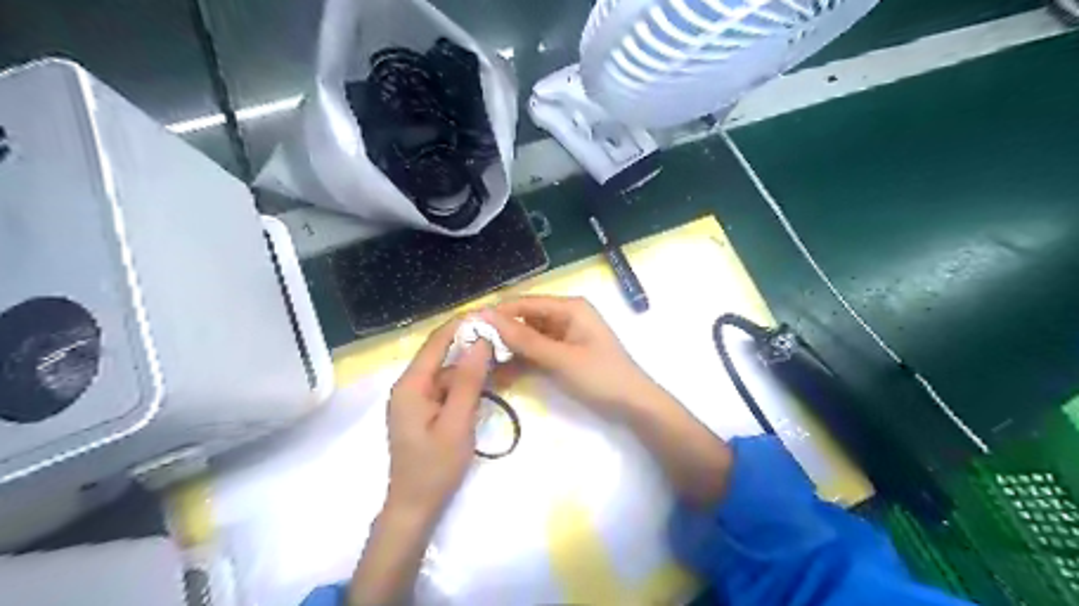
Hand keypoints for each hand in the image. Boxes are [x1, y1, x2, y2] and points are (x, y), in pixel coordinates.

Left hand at [384, 320, 491, 521]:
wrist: (415, 507)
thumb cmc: (435, 468)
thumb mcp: (456, 423)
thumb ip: (467, 381)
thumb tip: (480, 342)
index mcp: (411, 385)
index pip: (436, 342)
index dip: (462, 324)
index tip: (490, 314)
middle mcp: (409, 386)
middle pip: (442, 355)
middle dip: (472, 345)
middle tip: (505, 338)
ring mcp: (416, 399)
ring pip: (448, 372)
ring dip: (473, 367)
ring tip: (504, 360)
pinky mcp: (424, 411)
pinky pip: (448, 389)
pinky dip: (468, 385)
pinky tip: (490, 384)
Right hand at [482, 297, 658, 418]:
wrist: (633, 406)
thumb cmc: (601, 376)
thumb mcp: (560, 358)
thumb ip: (523, 340)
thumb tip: (486, 317)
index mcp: (569, 307)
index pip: (524, 303)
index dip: (497, 314)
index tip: (468, 328)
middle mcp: (565, 316)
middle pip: (524, 320)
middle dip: (500, 335)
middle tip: (471, 352)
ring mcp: (564, 336)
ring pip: (527, 338)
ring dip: (508, 351)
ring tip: (481, 366)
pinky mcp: (563, 354)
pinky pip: (536, 353)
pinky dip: (521, 362)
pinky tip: (500, 375)